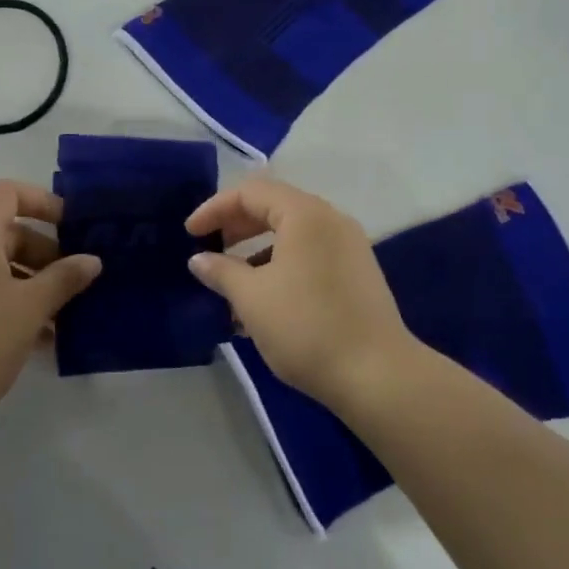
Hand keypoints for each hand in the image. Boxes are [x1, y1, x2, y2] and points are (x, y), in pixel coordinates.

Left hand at [0, 181, 99, 443]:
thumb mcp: (29, 309)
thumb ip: (63, 279)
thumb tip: (91, 260)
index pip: (8, 192)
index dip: (43, 202)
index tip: (73, 229)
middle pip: (6, 232)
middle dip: (45, 253)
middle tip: (76, 283)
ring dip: (31, 285)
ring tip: (62, 319)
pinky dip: (8, 305)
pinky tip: (34, 341)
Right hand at [186, 177, 412, 411]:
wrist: (378, 376)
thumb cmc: (307, 327)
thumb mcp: (252, 298)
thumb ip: (221, 271)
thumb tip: (199, 259)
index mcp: (305, 214)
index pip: (251, 192)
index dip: (215, 209)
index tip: (190, 234)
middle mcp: (330, 220)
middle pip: (274, 208)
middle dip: (236, 228)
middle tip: (209, 251)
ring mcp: (349, 246)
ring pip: (293, 236)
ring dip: (257, 253)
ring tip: (232, 287)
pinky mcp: (358, 274)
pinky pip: (310, 256)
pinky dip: (282, 268)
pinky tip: (264, 306)